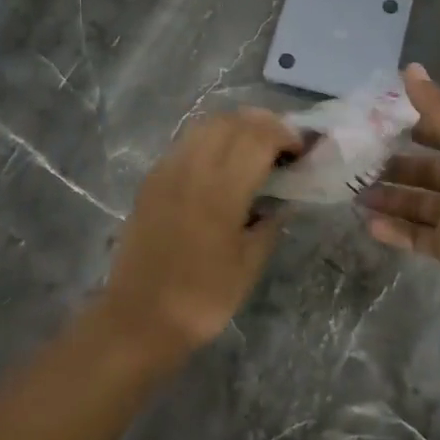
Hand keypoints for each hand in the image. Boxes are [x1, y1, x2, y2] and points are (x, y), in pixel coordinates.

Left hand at [103, 108, 303, 356]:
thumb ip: (269, 225)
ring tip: (253, 148)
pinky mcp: (151, 180)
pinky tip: (220, 163)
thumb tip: (284, 202)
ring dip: (235, 126)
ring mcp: (167, 170)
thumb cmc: (202, 298)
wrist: (138, 318)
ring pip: (206, 125)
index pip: (258, 137)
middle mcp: (193, 169)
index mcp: (221, 190)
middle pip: (232, 121)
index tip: (301, 150)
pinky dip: (210, 139)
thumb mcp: (248, 266)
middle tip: (282, 144)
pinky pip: (185, 142)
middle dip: (263, 124)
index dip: (285, 134)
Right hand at [361, 64, 439, 324]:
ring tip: (354, 193)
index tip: (377, 120)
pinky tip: (367, 223)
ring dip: (387, 197)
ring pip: (415, 203)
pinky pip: (414, 236)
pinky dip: (392, 230)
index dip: (414, 125)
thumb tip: (409, 67)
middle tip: (356, 160)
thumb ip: (438, 108)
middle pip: (424, 170)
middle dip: (393, 165)